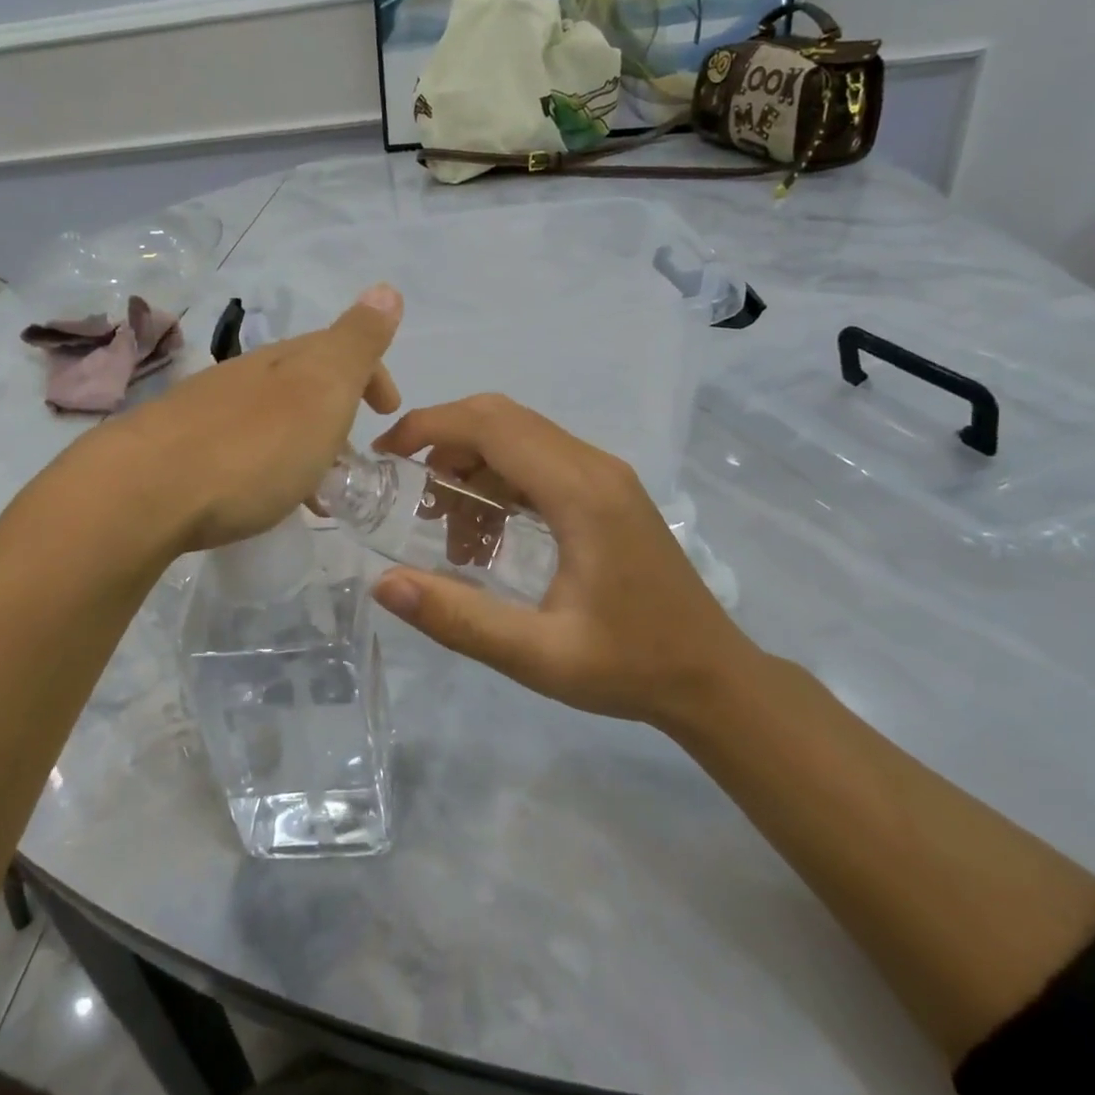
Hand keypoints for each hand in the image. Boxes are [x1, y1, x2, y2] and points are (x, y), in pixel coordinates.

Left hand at [104, 285, 402, 552]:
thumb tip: (385, 288)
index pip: (337, 350)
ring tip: (316, 493)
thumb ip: (356, 343)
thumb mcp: (321, 389)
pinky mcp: (178, 451)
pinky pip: (242, 450)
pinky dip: (269, 467)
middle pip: (301, 384)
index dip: (371, 373)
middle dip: (336, 413)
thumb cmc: (253, 446)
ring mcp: (206, 412)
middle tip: (356, 458)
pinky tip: (261, 499)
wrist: (145, 492)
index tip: (388, 412)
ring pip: (271, 419)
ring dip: (303, 445)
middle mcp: (244, 377)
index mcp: (284, 361)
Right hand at [370, 394, 761, 726]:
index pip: (491, 425)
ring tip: (451, 532)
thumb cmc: (629, 666)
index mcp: (580, 492)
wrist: (712, 676)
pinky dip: (499, 481)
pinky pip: (539, 461)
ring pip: (520, 437)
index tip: (384, 455)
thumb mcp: (537, 656)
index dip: (429, 426)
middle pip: (503, 418)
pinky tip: (488, 535)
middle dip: (444, 442)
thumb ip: (458, 619)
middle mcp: (594, 466)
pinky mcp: (607, 491)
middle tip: (410, 494)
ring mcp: (605, 475)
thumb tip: (383, 584)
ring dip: (472, 466)